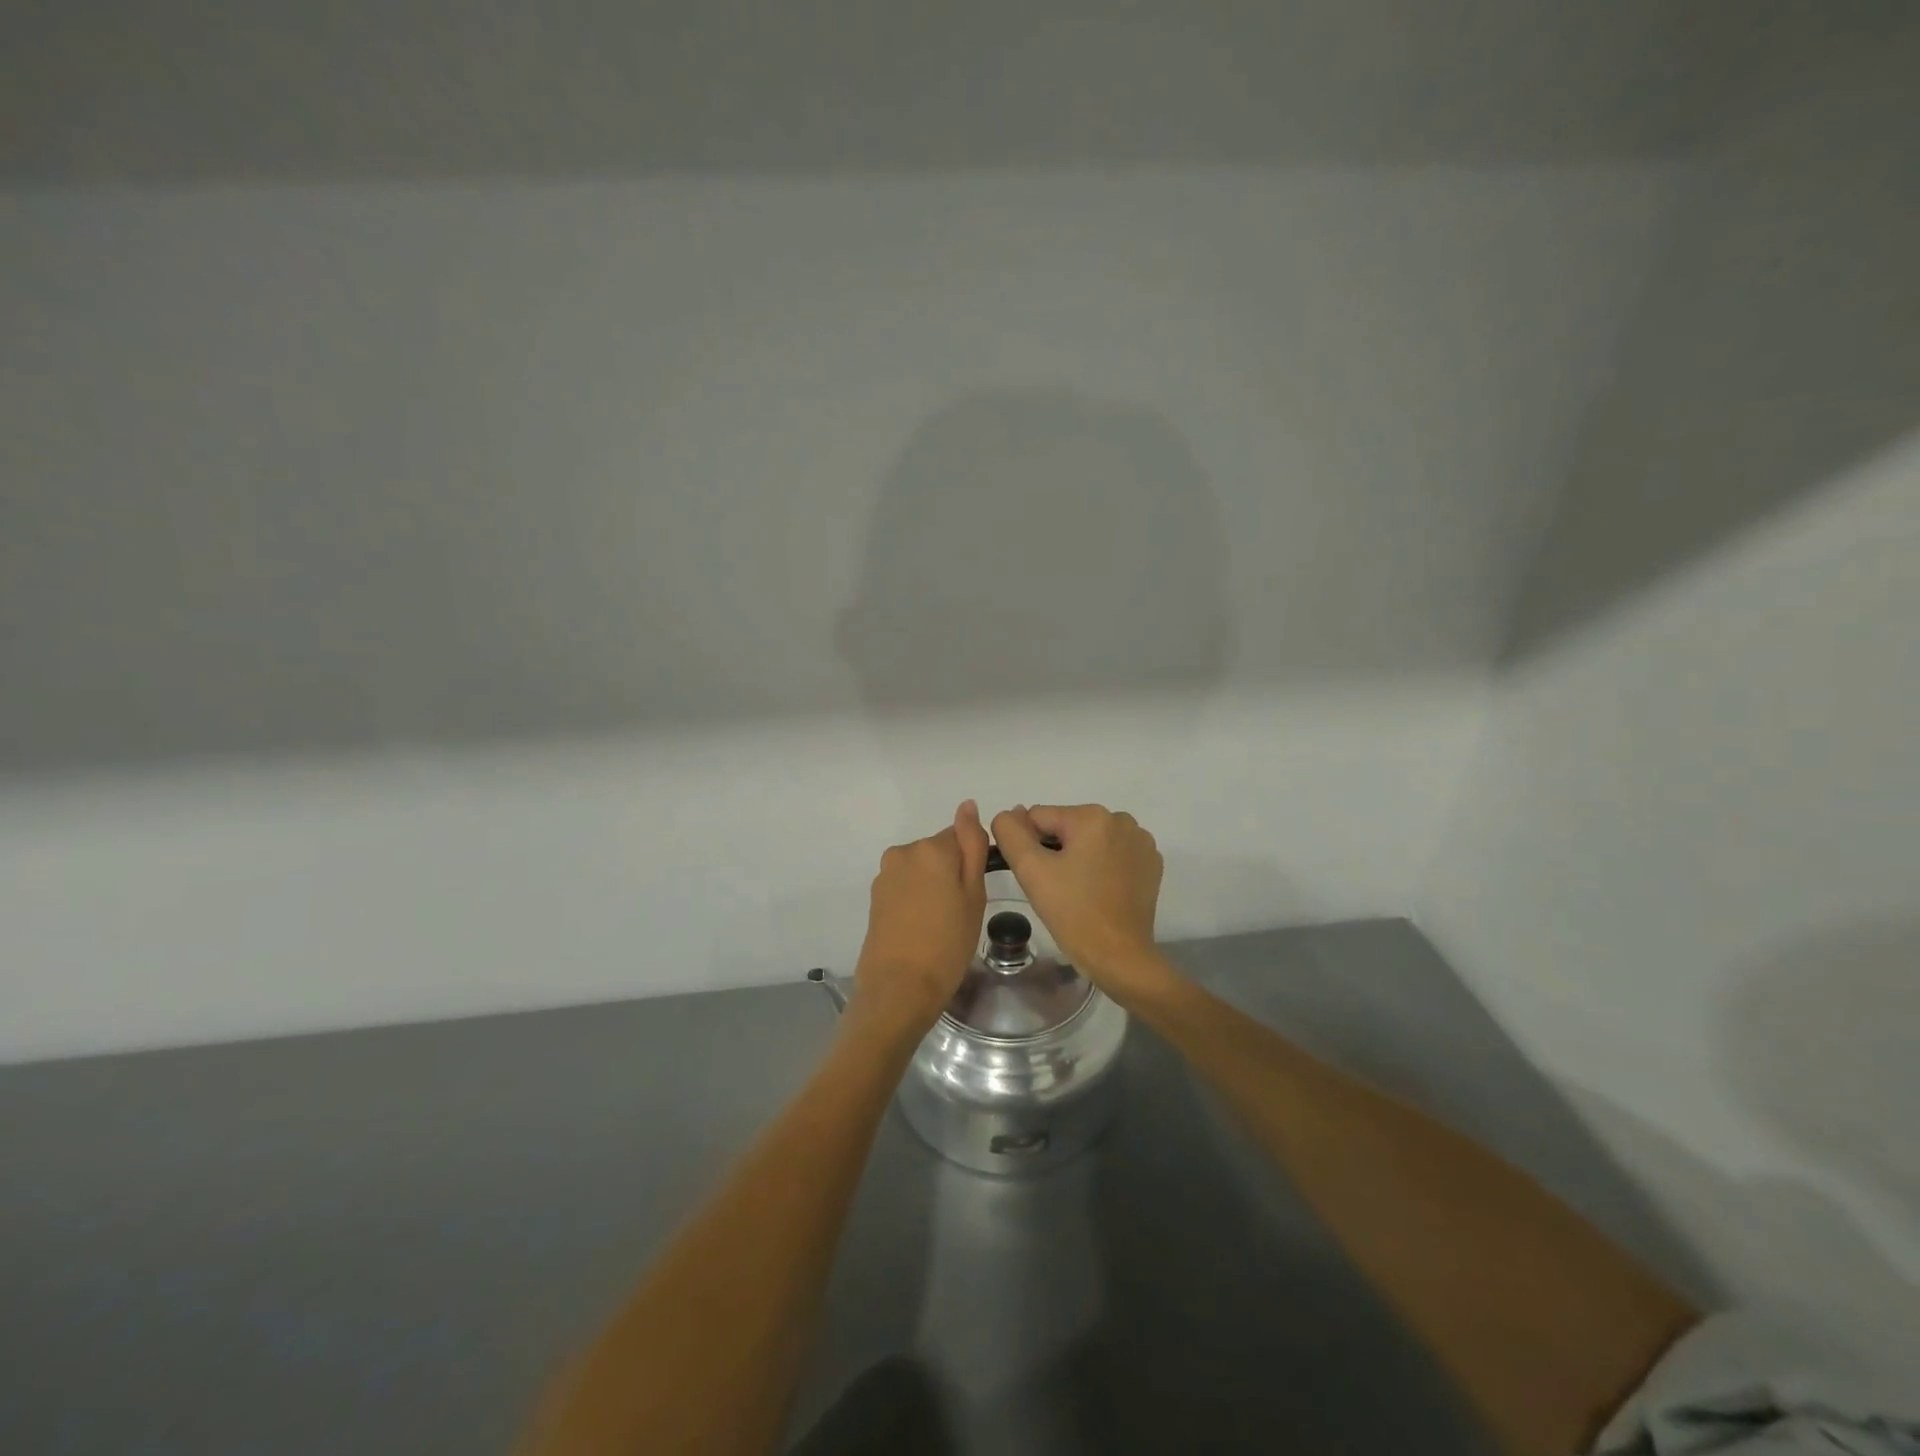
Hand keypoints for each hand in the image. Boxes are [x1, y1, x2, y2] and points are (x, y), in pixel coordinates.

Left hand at [852, 801, 990, 1040]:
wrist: (899, 987)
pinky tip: (920, 928)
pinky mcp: (876, 894)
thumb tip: (968, 805)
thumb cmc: (948, 944)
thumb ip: (972, 846)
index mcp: (932, 848)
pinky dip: (915, 899)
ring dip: (932, 885)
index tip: (973, 893)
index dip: (971, 864)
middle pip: (939, 851)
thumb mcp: (973, 895)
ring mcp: (886, 873)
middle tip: (960, 912)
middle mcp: (905, 851)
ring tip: (939, 924)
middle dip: (950, 872)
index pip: (962, 836)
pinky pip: (905, 885)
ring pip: (921, 868)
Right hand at [989, 804, 1174, 1005]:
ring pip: (1090, 840)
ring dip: (1079, 858)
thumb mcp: (1031, 870)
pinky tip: (1100, 893)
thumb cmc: (1073, 913)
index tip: (1039, 877)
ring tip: (1078, 892)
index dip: (1030, 847)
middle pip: (1067, 826)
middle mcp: (1121, 819)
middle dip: (1056, 851)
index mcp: (1092, 816)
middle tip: (1056, 888)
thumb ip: (1010, 833)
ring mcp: (1141, 842)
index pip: (1039, 817)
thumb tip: (1009, 814)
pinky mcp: (1151, 864)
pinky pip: (1114, 853)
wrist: (1119, 957)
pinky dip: (1103, 867)